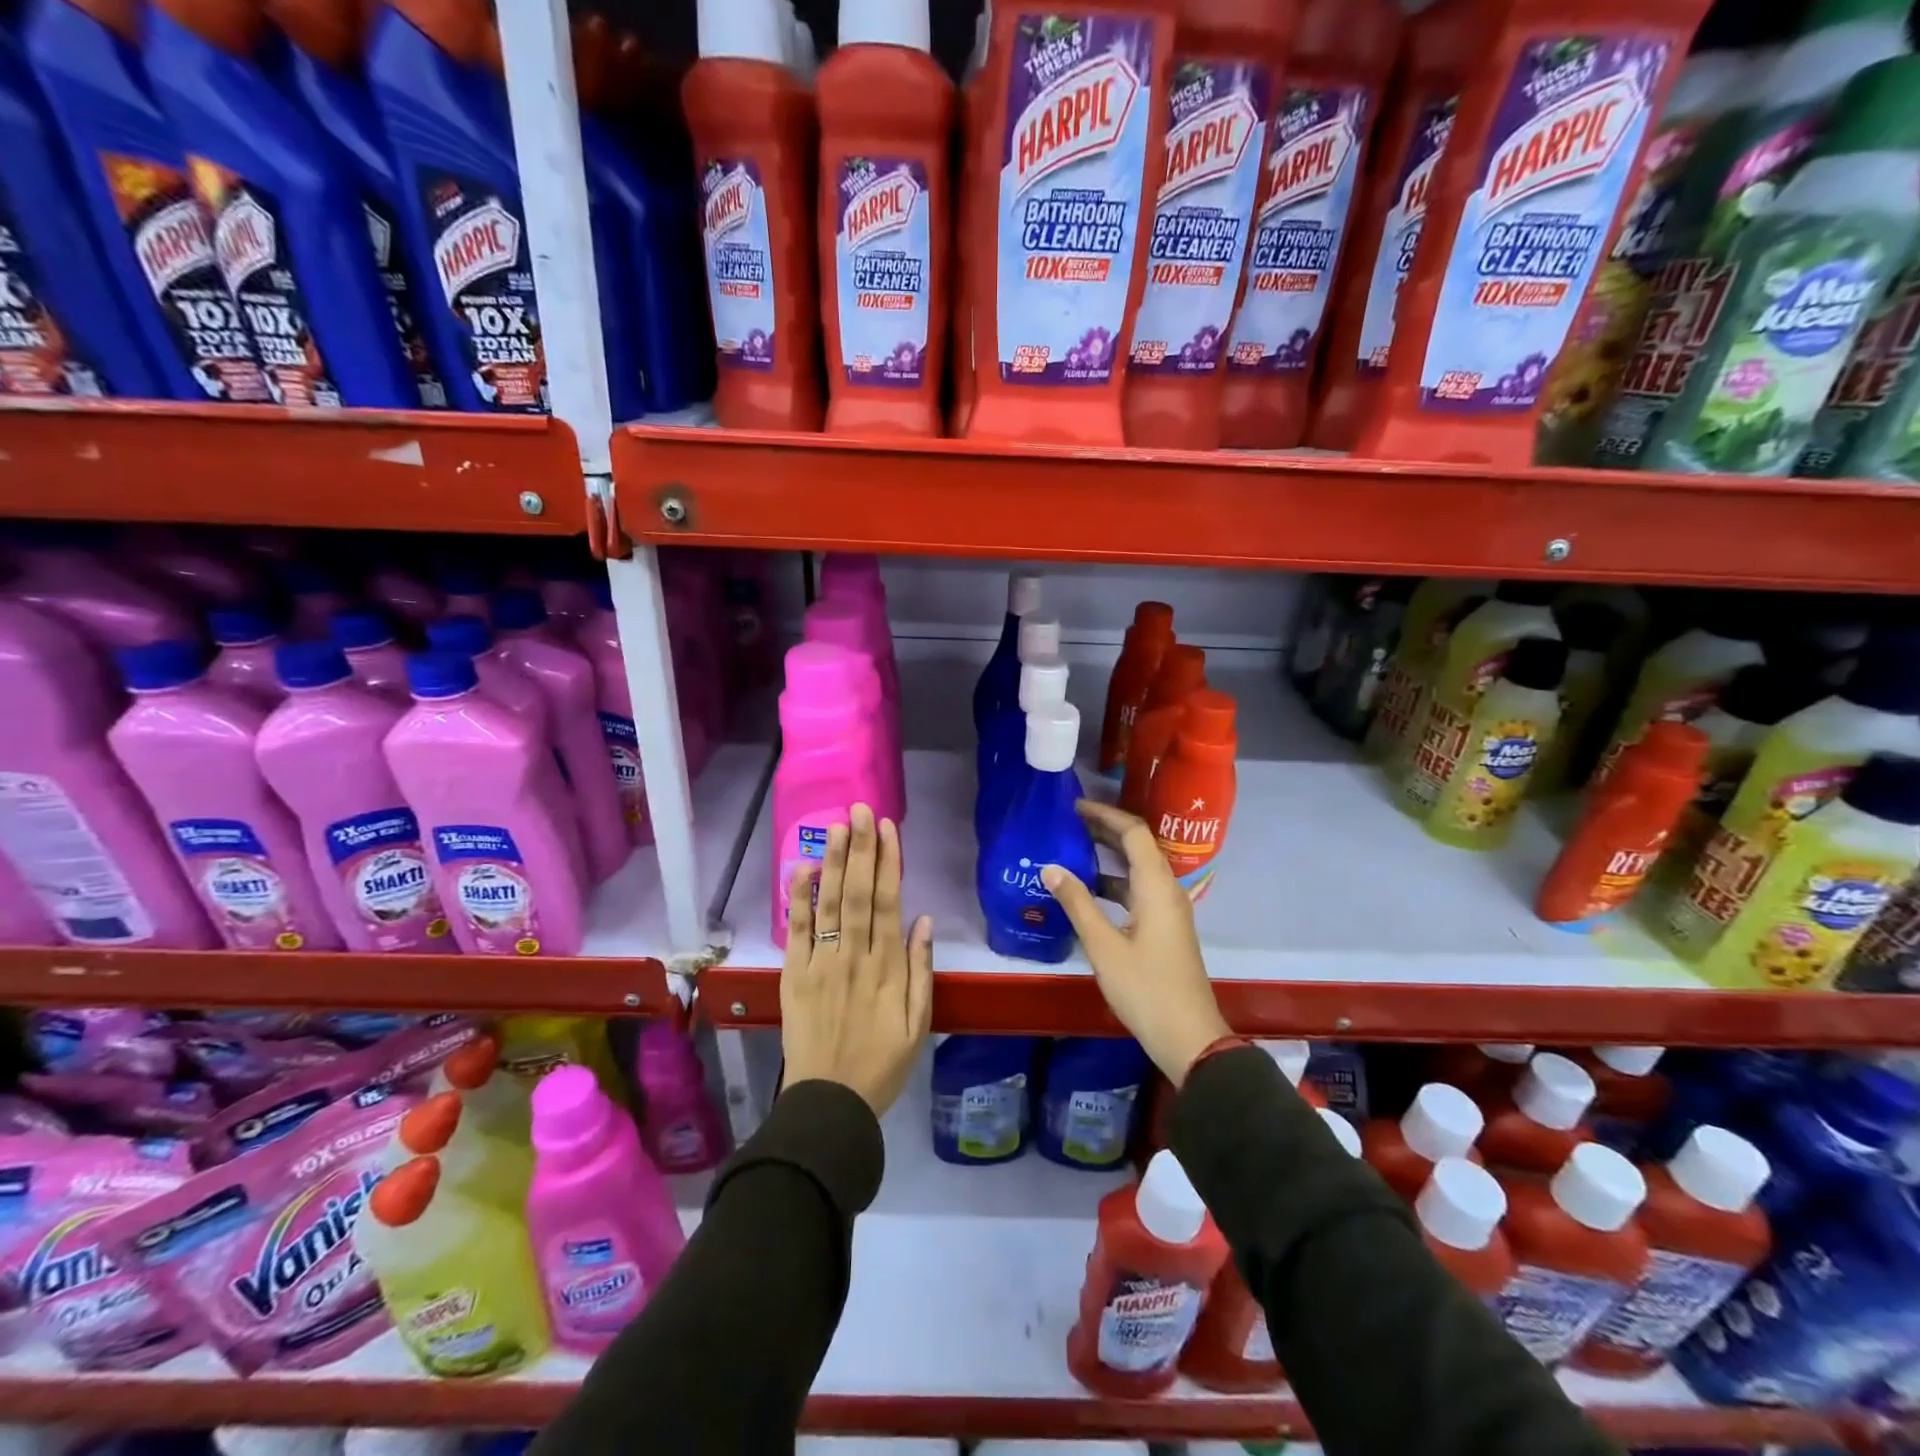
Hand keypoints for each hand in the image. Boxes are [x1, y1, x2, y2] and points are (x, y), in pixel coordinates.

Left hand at [781, 803, 933, 1115]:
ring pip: (829, 904)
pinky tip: (802, 868)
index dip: (888, 862)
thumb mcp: (917, 1025)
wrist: (828, 1103)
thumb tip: (924, 921)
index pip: (888, 902)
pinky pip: (796, 931)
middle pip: (858, 893)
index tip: (888, 828)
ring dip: (834, 862)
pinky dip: (798, 899)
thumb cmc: (881, 1065)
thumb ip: (922, 971)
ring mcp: (821, 964)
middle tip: (861, 809)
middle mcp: (854, 956)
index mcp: (887, 968)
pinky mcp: (794, 976)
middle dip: (861, 848)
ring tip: (837, 826)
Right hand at [1042, 800, 1229, 1086]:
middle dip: (1105, 830)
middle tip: (1068, 822)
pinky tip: (1087, 891)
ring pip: (1137, 869)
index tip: (1074, 807)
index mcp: (1156, 886)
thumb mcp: (1103, 945)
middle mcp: (1166, 890)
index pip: (1134, 833)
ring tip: (1072, 849)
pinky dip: (1113, 882)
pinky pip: (1138, 890)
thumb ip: (1077, 903)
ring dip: (1108, 856)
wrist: (1188, 1036)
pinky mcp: (1164, 928)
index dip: (1105, 815)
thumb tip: (1049, 867)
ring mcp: (1168, 910)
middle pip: (1138, 846)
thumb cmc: (1145, 988)